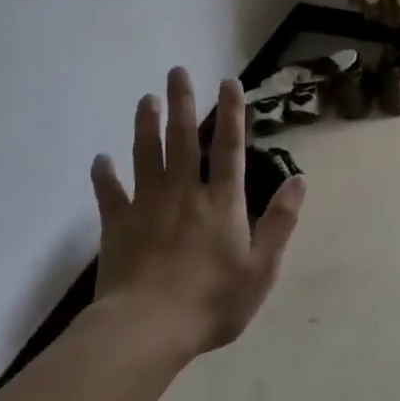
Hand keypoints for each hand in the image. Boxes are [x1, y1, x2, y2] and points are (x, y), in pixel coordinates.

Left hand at [90, 68, 304, 355]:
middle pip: (183, 139)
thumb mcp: (262, 269)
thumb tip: (299, 180)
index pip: (229, 147)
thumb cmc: (212, 301)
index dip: (232, 113)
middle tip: (177, 71)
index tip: (228, 81)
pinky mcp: (117, 225)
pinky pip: (109, 193)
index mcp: (222, 202)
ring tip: (147, 98)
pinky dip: (104, 175)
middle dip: (182, 103)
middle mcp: (184, 193)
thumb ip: (280, 222)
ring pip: (146, 154)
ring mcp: (147, 205)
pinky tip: (100, 159)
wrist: (146, 329)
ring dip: (146, 124)